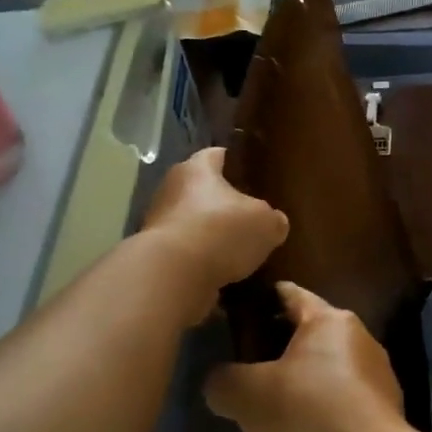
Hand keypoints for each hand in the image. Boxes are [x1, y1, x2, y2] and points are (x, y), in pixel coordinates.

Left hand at [141, 148, 288, 321]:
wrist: (173, 276)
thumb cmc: (221, 232)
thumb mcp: (265, 224)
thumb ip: (273, 220)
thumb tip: (275, 223)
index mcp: (197, 169)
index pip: (216, 155)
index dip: (234, 161)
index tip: (250, 172)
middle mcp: (172, 189)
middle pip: (201, 189)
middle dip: (222, 202)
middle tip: (249, 215)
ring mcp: (159, 223)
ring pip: (192, 222)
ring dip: (211, 233)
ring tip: (238, 249)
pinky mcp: (156, 255)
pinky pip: (185, 252)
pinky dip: (202, 260)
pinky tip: (223, 272)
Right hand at [205, 281, 409, 431]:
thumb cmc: (306, 411)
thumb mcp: (245, 395)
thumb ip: (223, 381)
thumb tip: (219, 382)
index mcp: (329, 320)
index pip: (291, 294)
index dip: (263, 298)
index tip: (240, 307)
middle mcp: (360, 339)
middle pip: (312, 333)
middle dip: (281, 346)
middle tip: (248, 364)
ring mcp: (378, 377)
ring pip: (330, 370)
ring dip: (305, 382)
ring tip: (273, 405)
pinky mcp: (384, 414)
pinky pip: (344, 403)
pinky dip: (323, 411)